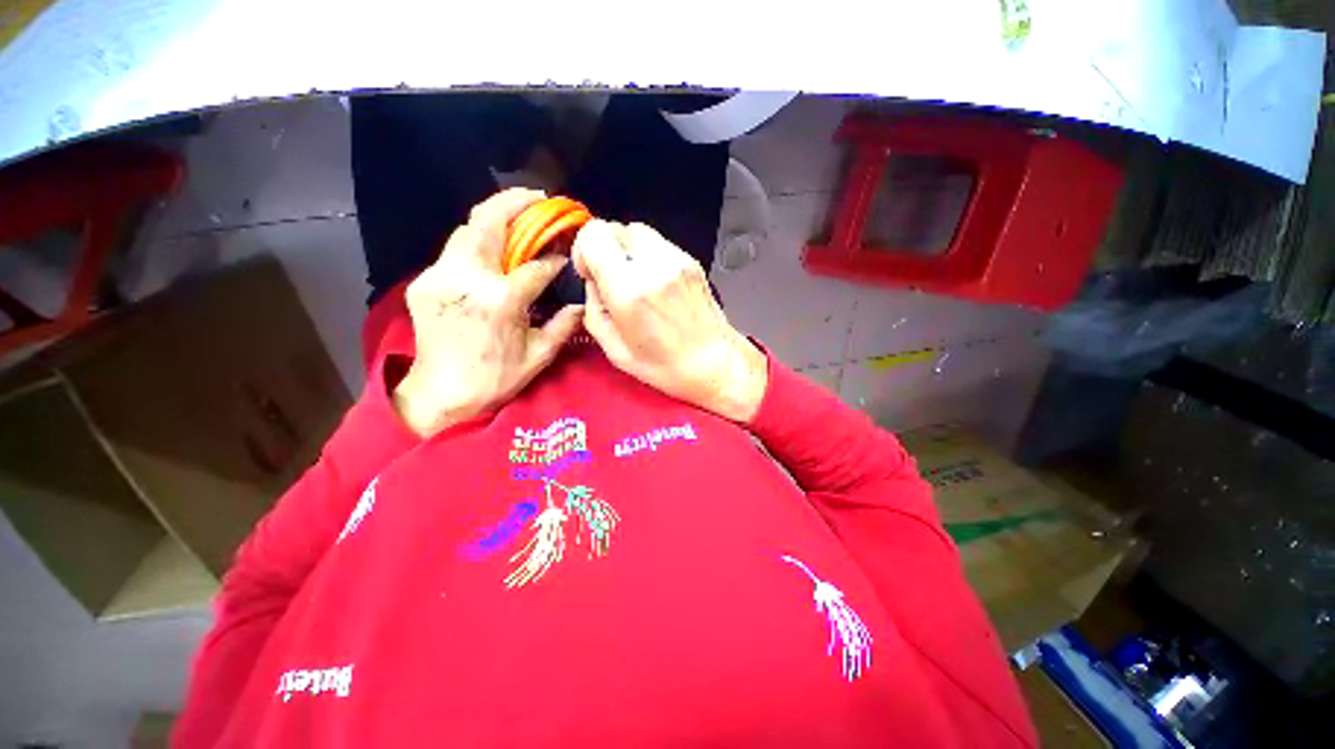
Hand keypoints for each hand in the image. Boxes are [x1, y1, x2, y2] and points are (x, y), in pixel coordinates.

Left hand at [393, 189, 583, 436]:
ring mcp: (440, 278)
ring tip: (517, 215)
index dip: (554, 259)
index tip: (566, 256)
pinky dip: (476, 242)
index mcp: (499, 302)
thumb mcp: (539, 356)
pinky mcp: (424, 283)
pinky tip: (492, 250)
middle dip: (515, 204)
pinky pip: (454, 251)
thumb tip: (583, 303)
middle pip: (488, 224)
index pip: (535, 266)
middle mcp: (466, 280)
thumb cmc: (496, 379)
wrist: (441, 396)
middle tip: (538, 198)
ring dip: (494, 218)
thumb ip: (564, 324)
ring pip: (466, 230)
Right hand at [572, 220, 767, 421]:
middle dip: (605, 251)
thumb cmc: (665, 367)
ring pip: (638, 231)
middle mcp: (653, 266)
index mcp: (629, 291)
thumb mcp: (615, 351)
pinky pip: (659, 243)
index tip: (590, 274)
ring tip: (635, 281)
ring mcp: (677, 260)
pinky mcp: (692, 260)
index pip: (594, 234)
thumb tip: (594, 283)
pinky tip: (656, 284)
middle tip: (612, 280)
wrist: (717, 363)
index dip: (584, 250)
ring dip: (627, 251)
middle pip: (615, 228)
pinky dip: (648, 256)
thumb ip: (594, 310)